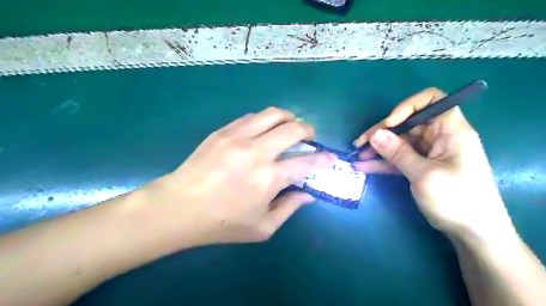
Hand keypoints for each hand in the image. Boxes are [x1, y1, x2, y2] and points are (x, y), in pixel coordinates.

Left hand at [142, 106, 334, 246]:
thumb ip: (289, 208)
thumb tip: (308, 195)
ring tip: (290, 124)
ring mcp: (238, 137)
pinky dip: (265, 119)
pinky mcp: (223, 131)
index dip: (323, 159)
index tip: (330, 157)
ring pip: (273, 114)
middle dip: (308, 130)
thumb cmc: (222, 222)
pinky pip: (251, 117)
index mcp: (270, 178)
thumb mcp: (262, 227)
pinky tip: (264, 128)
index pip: (307, 162)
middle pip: (293, 129)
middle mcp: (258, 152)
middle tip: (309, 137)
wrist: (179, 207)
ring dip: (288, 117)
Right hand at [352, 87, 513, 238]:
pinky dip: (382, 162)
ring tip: (357, 156)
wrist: (473, 233)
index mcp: (450, 130)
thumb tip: (375, 134)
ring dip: (378, 149)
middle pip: (407, 124)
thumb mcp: (424, 174)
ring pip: (399, 143)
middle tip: (360, 143)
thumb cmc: (457, 200)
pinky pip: (398, 159)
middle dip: (382, 132)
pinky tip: (363, 167)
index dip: (407, 107)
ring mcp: (428, 153)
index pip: (431, 100)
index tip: (389, 124)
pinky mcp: (420, 167)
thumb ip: (398, 152)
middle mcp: (438, 137)